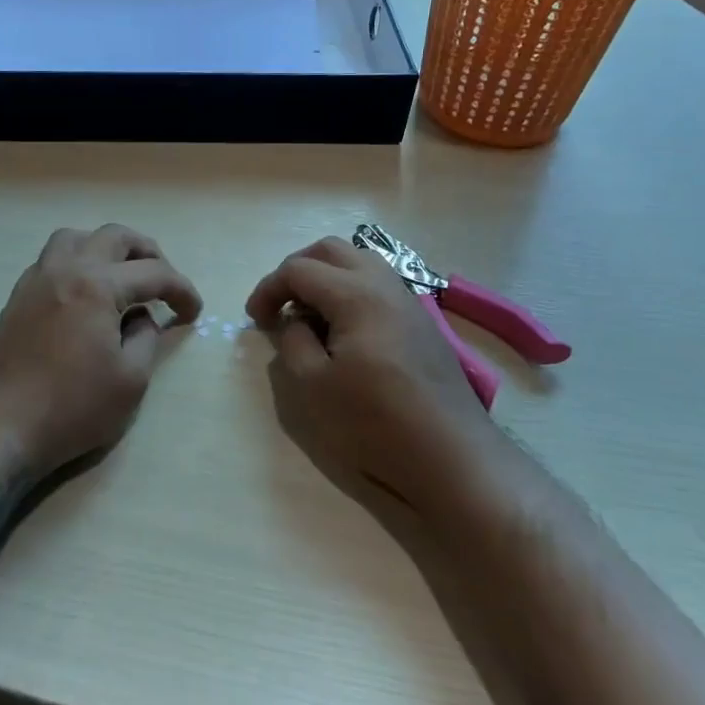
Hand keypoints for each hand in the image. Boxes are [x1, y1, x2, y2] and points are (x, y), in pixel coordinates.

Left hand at [0, 224, 201, 475]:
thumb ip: (146, 338)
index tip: (194, 312)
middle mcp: (64, 270)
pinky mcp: (17, 299)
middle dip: (147, 253)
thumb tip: (142, 317)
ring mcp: (35, 281)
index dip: (182, 290)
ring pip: (75, 239)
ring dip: (105, 249)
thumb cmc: (72, 408)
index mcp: (96, 285)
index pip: (153, 273)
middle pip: (113, 237)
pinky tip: (85, 295)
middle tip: (163, 282)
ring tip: (122, 277)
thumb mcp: (130, 380)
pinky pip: (52, 260)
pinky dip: (77, 263)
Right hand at [246, 236, 496, 515]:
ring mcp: (408, 300)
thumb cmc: (375, 421)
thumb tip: (292, 322)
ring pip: (359, 261)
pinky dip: (350, 290)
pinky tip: (344, 329)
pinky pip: (378, 283)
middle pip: (331, 250)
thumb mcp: (313, 386)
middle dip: (297, 269)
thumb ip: (292, 343)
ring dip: (326, 276)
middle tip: (280, 304)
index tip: (254, 319)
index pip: (299, 269)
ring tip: (309, 314)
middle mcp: (384, 284)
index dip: (268, 289)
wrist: (450, 453)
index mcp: (355, 294)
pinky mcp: (421, 320)